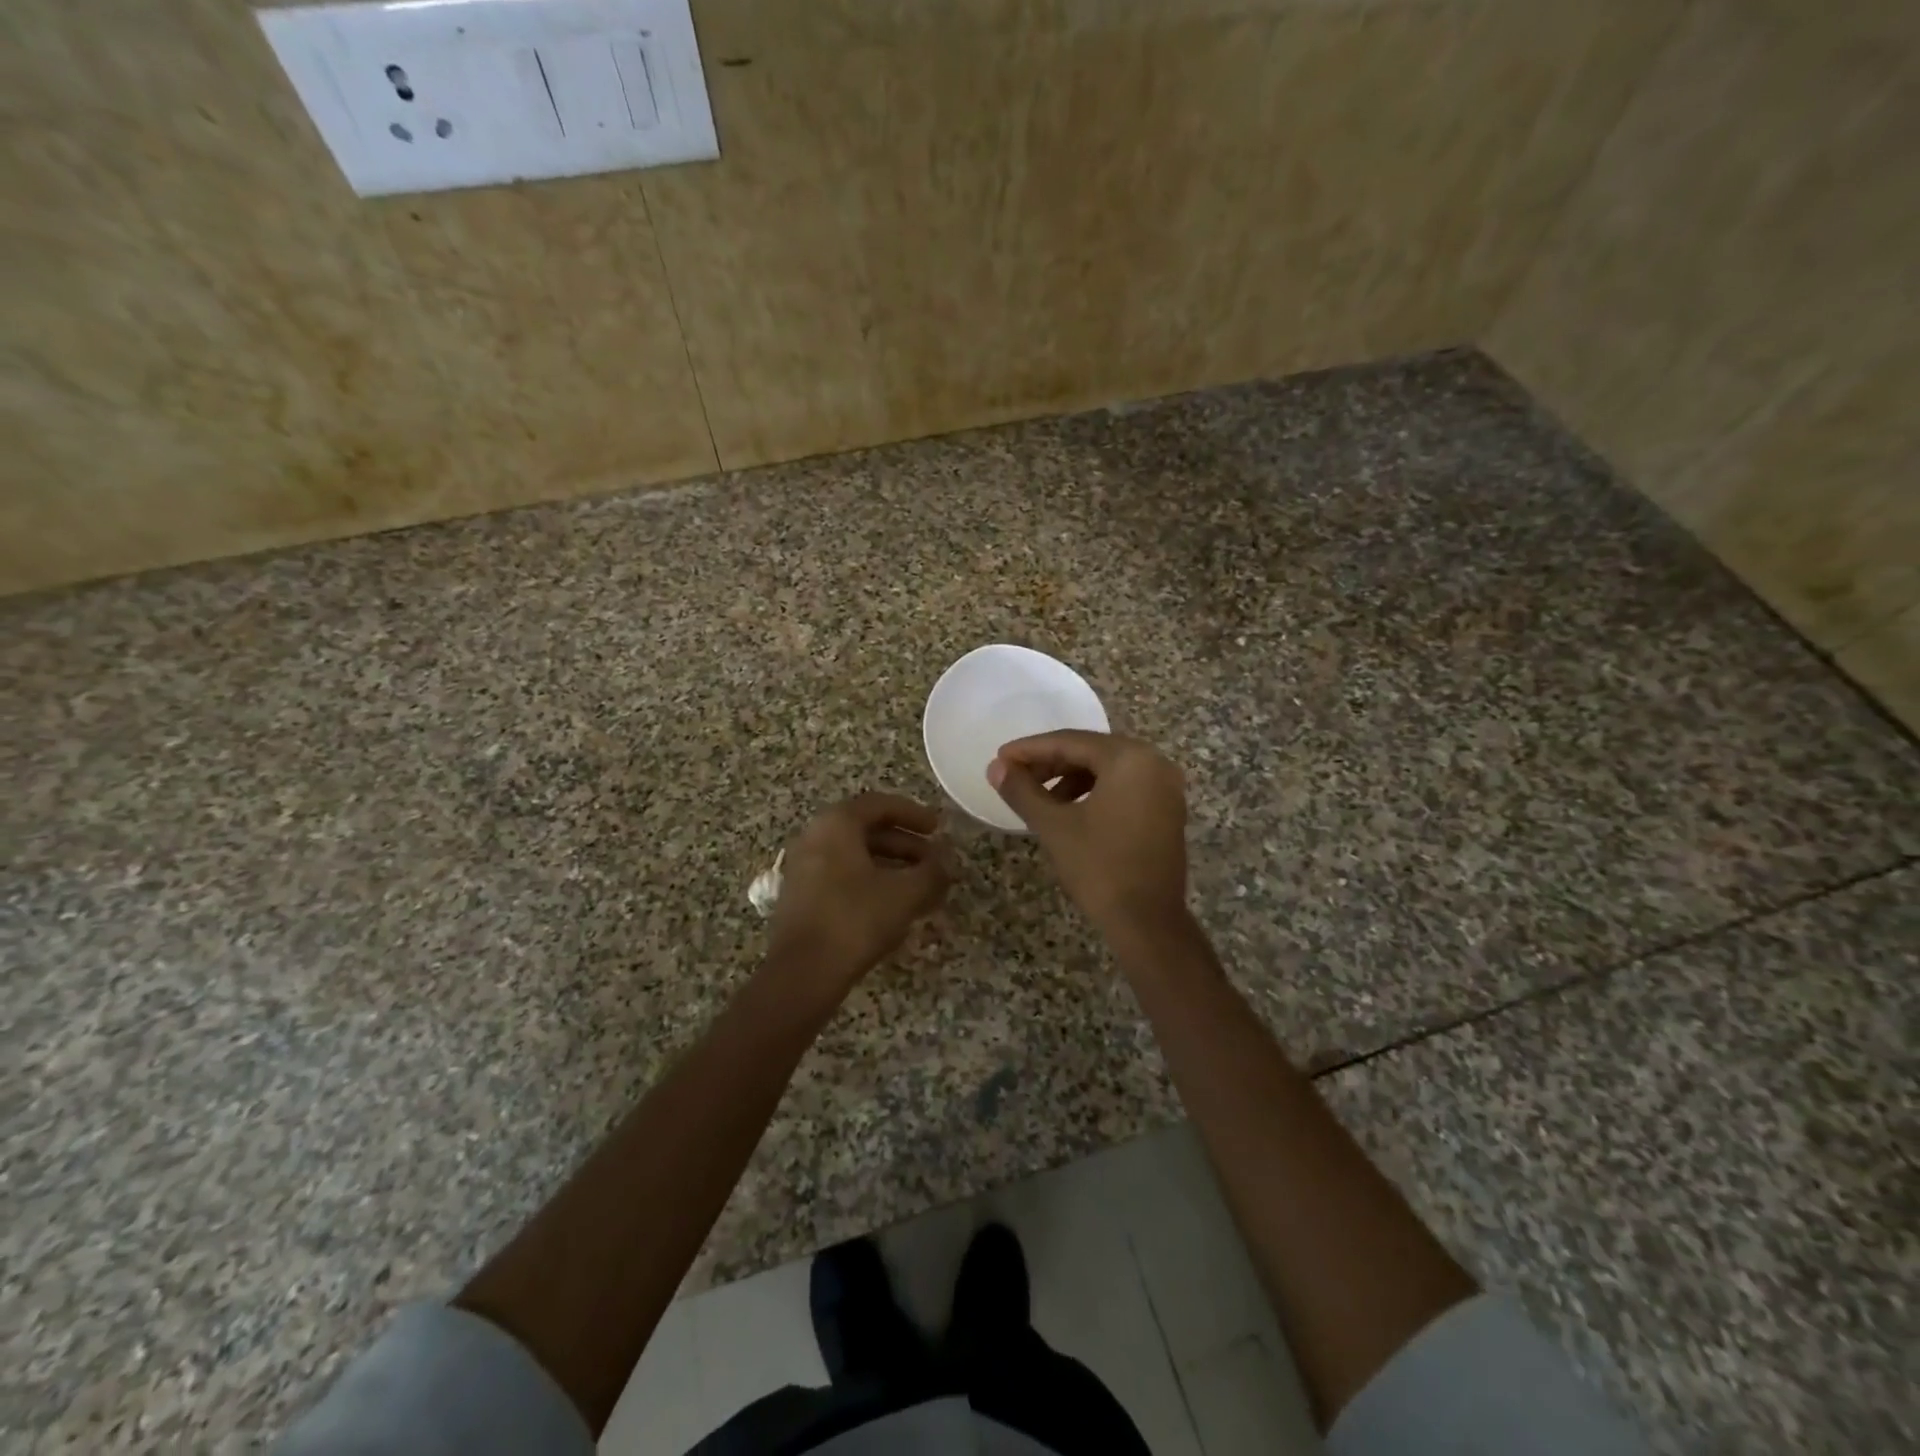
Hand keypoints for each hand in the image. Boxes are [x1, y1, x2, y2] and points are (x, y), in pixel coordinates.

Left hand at [767, 792, 951, 992]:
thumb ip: (932, 872)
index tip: (938, 828)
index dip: (914, 814)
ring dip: (891, 866)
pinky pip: (842, 875)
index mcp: (837, 824)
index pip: (880, 805)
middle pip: (867, 830)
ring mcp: (804, 867)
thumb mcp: (905, 894)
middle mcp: (815, 837)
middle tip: (934, 861)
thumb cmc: (856, 920)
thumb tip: (947, 862)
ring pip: (856, 855)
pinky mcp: (801, 896)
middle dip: (906, 844)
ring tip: (921, 886)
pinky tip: (894, 906)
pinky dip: (871, 881)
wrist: (802, 973)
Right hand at [988, 731, 1189, 942]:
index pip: (1070, 741)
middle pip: (1090, 751)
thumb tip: (995, 767)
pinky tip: (1069, 811)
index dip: (1030, 749)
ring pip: (1107, 769)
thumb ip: (1022, 790)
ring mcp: (1165, 787)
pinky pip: (1124, 787)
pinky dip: (1094, 792)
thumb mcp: (1054, 825)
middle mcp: (1153, 762)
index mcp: (1129, 758)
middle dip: (1049, 763)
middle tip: (1015, 777)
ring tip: (1038, 799)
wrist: (1147, 922)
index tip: (1000, 759)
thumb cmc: (1099, 867)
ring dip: (1070, 779)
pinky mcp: (1167, 810)